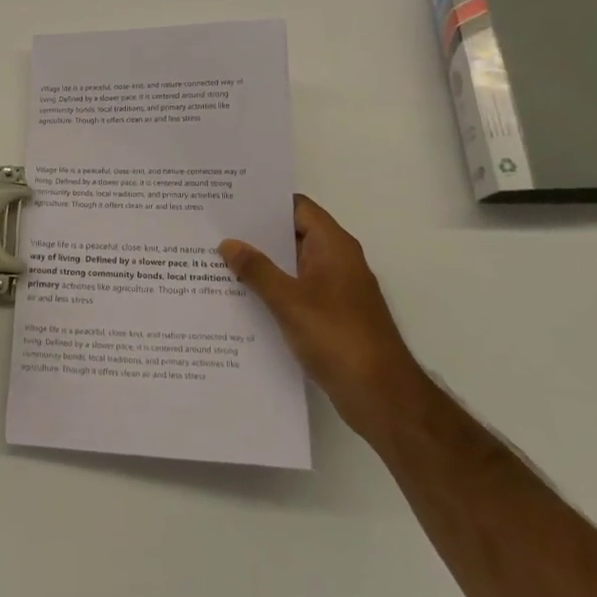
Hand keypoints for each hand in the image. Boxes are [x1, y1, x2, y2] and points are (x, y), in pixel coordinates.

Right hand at [220, 195, 426, 442]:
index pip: (297, 208)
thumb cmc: (338, 337)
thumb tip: (228, 242)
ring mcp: (335, 290)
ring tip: (217, 260)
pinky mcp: (331, 317)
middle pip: (293, 235)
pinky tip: (241, 297)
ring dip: (262, 264)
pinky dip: (272, 290)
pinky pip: (296, 292)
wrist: (381, 396)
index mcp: (333, 246)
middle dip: (256, 234)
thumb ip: (257, 269)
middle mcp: (337, 261)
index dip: (265, 201)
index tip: (230, 200)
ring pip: (292, 266)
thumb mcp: (289, 301)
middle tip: (214, 229)